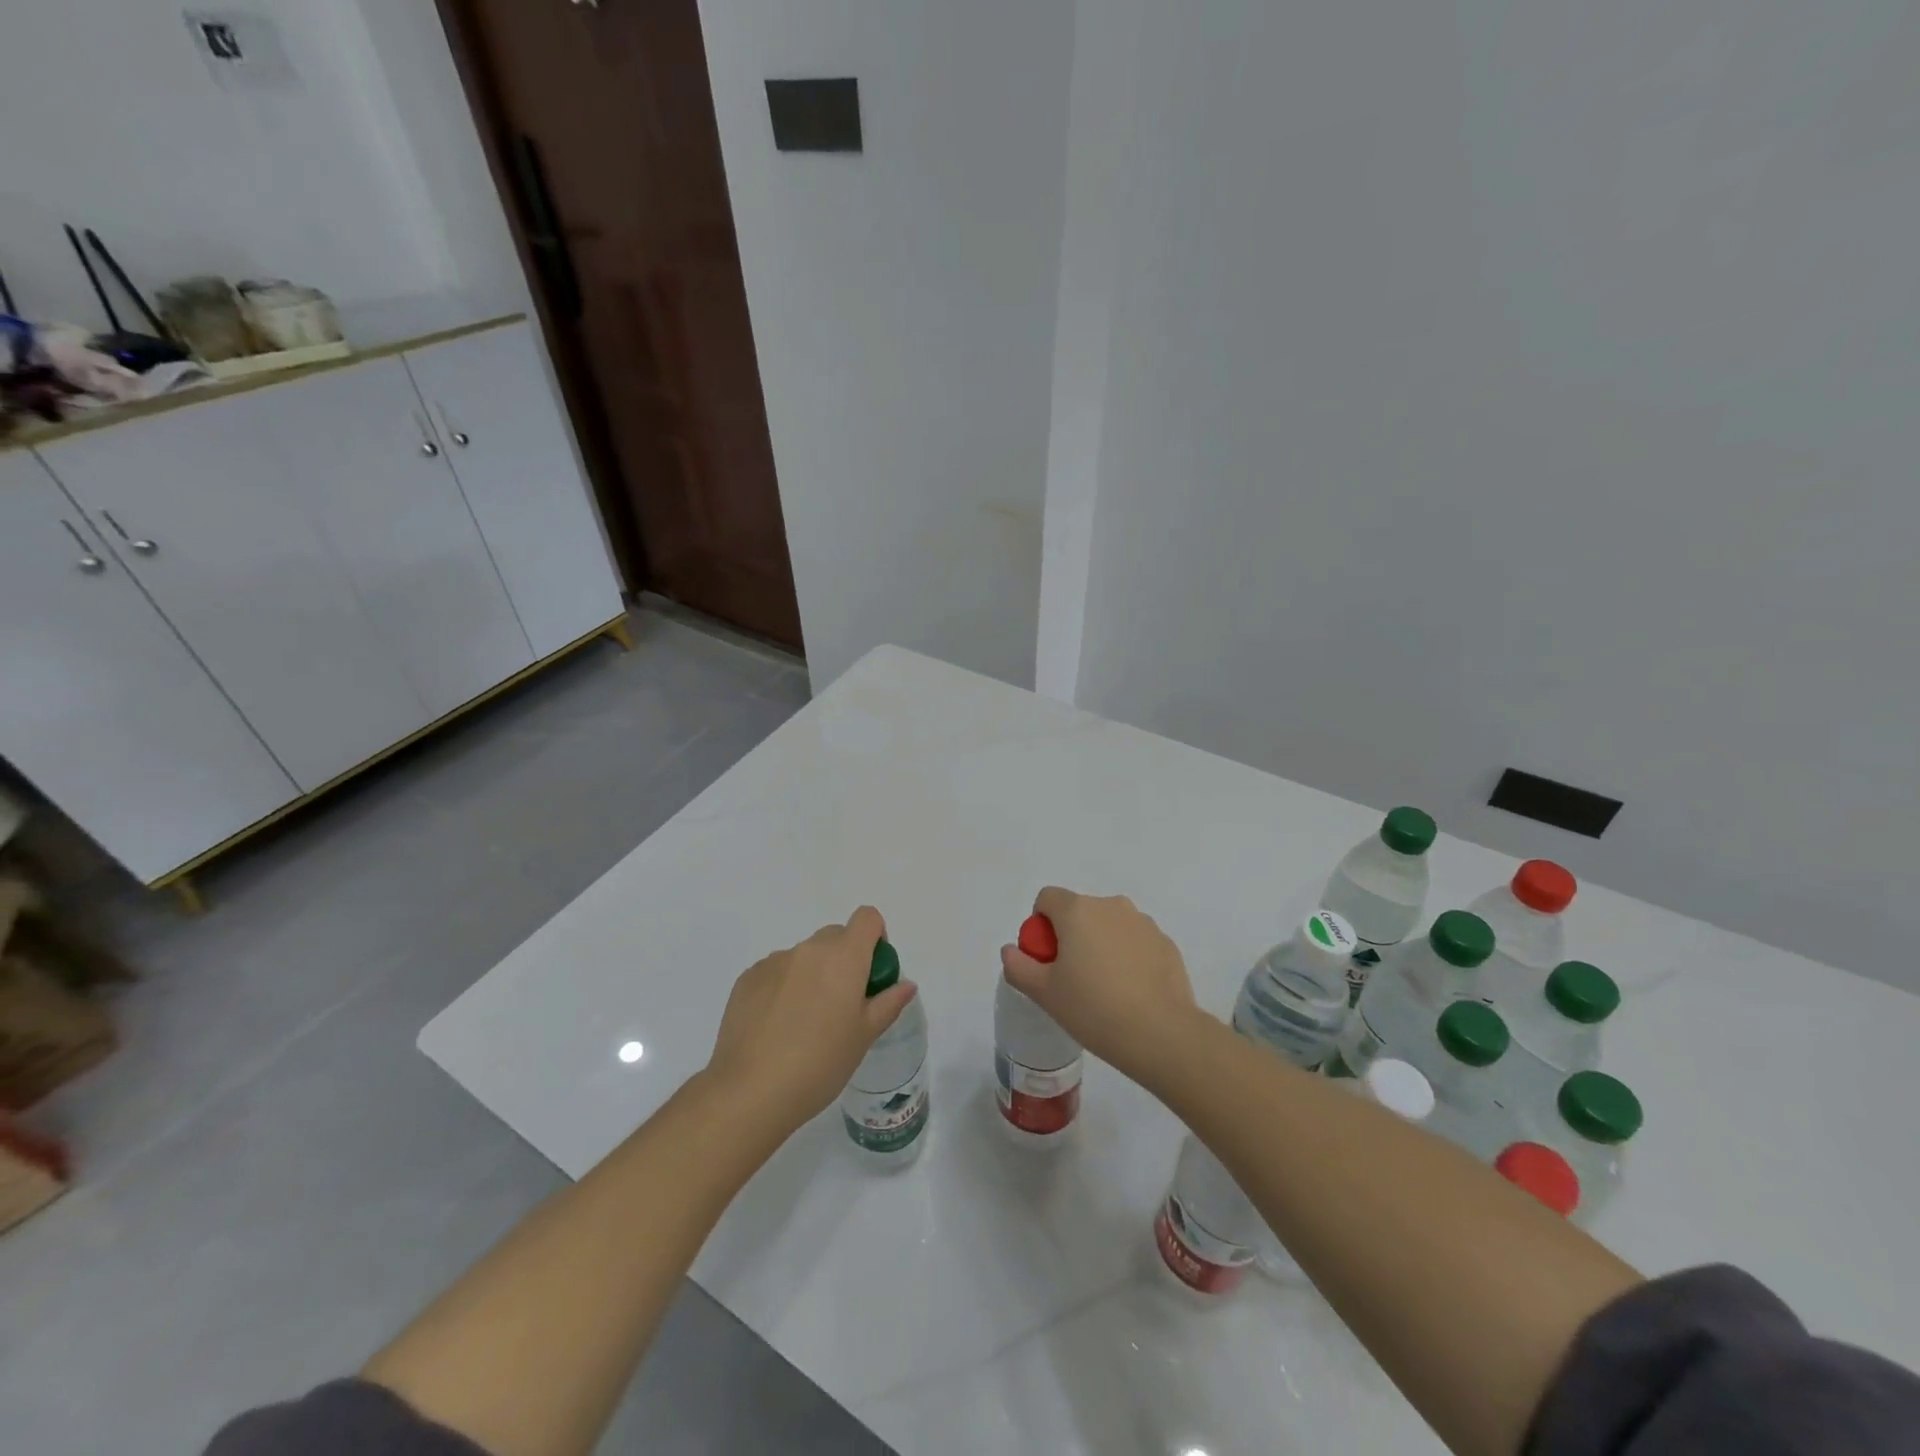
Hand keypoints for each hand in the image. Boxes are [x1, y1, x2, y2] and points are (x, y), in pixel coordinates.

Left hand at [706, 906, 917, 1130]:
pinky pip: (776, 972)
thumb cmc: (820, 1063)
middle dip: (844, 959)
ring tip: (803, 1023)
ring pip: (804, 956)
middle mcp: (809, 949)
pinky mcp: (747, 978)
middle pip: (835, 936)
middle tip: (841, 1004)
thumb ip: (888, 1003)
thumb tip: (906, 984)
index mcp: (844, 957)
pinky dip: (783, 988)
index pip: (867, 918)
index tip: (871, 972)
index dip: (875, 937)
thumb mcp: (864, 1036)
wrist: (751, 1091)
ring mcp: (774, 961)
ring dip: (812, 975)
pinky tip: (776, 1027)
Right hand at [999, 887, 1198, 1084]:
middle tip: (1072, 979)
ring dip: (1101, 945)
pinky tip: (1131, 993)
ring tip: (1105, 989)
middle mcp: (1111, 906)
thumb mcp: (1044, 993)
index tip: (1047, 960)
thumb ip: (1019, 966)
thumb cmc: (1093, 1009)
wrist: (1161, 1034)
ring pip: (1110, 926)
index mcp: (1078, 910)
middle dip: (1071, 936)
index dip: (1040, 926)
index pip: (1047, 898)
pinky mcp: (1166, 943)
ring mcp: (1143, 923)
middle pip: (1080, 911)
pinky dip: (1128, 958)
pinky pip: (1136, 942)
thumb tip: (1011, 950)